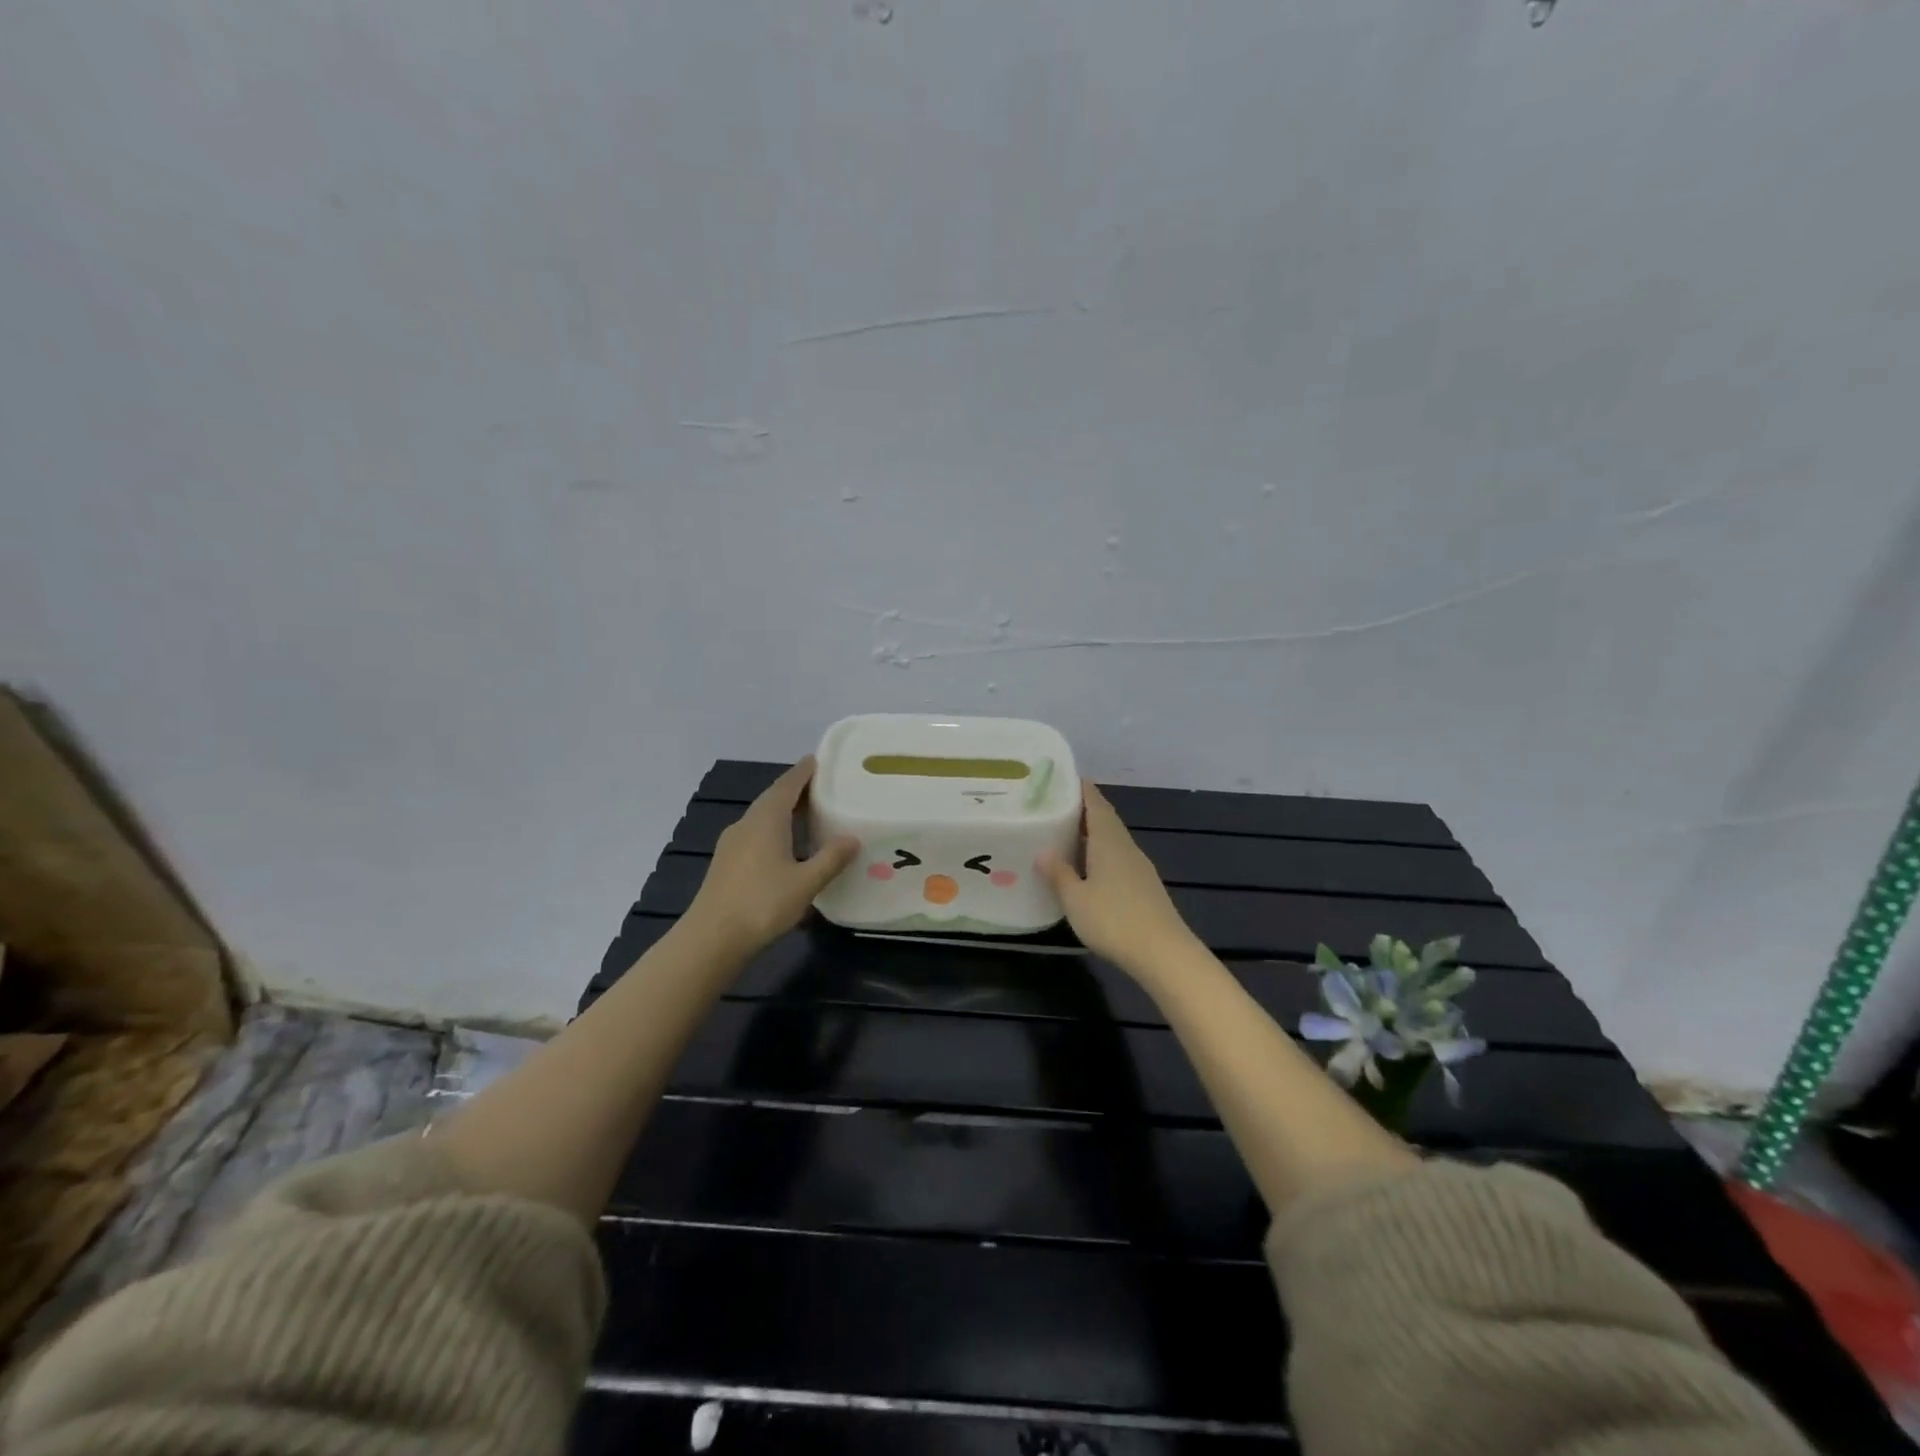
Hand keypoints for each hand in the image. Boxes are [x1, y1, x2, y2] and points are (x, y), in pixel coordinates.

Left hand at [684, 757, 856, 957]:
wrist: (712, 938)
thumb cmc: (762, 903)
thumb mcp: (806, 882)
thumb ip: (831, 858)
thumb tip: (853, 838)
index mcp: (766, 819)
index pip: (787, 784)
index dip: (804, 771)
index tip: (819, 760)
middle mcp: (747, 823)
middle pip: (773, 798)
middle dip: (796, 790)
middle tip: (823, 787)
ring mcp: (732, 843)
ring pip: (762, 817)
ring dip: (784, 811)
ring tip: (809, 814)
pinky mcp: (727, 862)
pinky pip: (755, 834)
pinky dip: (774, 829)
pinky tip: (787, 846)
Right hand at [1038, 783, 1196, 977]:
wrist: (1163, 954)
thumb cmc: (1114, 920)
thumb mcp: (1075, 898)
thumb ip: (1059, 873)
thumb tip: (1043, 851)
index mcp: (1109, 841)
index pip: (1096, 804)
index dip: (1082, 789)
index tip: (1065, 778)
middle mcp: (1126, 847)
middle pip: (1106, 820)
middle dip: (1084, 810)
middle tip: (1057, 806)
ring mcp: (1139, 868)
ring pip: (1113, 840)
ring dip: (1092, 833)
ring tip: (1067, 834)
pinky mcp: (1144, 887)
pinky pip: (1118, 858)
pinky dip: (1101, 854)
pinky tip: (1089, 868)